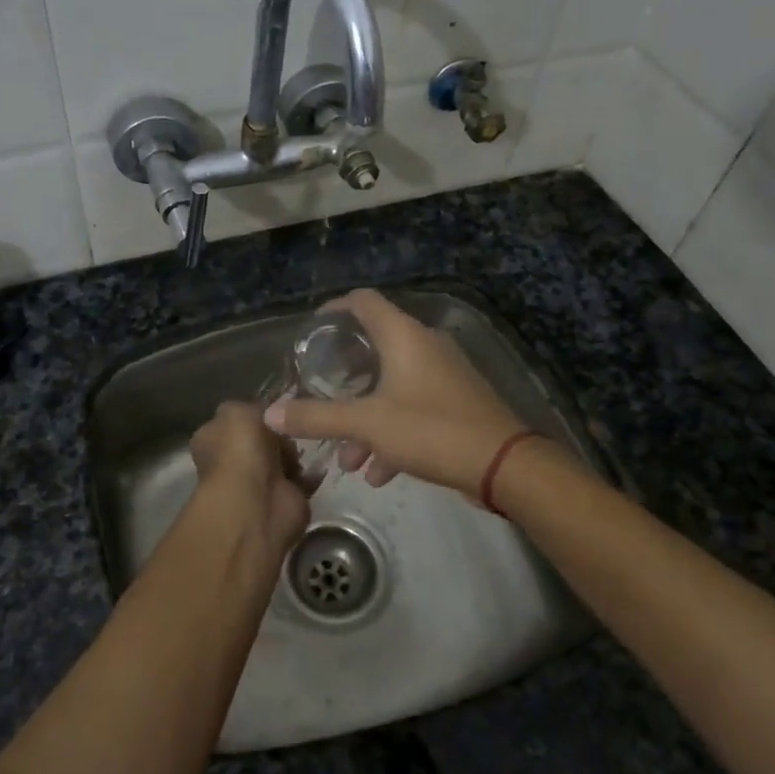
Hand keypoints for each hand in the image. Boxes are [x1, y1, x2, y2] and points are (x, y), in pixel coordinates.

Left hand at [188, 402, 311, 556]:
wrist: (257, 500)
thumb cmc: (240, 449)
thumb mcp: (237, 410)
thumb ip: (251, 407)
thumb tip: (265, 414)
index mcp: (212, 438)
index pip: (235, 421)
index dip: (256, 414)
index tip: (278, 408)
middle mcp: (231, 461)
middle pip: (262, 440)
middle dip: (280, 434)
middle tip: (296, 425)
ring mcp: (257, 482)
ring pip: (282, 459)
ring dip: (296, 453)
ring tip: (309, 441)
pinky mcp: (283, 499)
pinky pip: (301, 480)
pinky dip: (312, 474)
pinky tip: (319, 461)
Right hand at [264, 289, 527, 500]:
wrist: (503, 465)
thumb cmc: (431, 430)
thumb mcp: (367, 424)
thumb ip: (318, 417)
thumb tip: (271, 414)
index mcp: (403, 336)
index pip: (363, 301)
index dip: (334, 309)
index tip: (311, 330)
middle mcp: (424, 345)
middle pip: (374, 346)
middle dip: (344, 378)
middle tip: (319, 395)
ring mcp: (444, 374)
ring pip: (392, 386)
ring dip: (365, 417)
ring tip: (347, 458)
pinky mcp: (456, 402)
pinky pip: (413, 407)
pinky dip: (391, 431)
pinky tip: (379, 472)